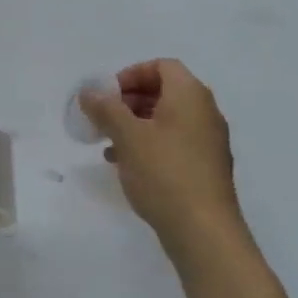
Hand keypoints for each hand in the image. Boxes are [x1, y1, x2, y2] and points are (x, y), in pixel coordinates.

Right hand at [81, 60, 246, 248]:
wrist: (203, 231)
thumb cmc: (164, 173)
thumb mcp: (127, 137)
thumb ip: (106, 109)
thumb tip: (89, 91)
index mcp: (190, 96)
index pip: (162, 66)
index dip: (131, 74)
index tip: (107, 95)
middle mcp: (205, 113)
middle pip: (165, 92)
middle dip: (130, 101)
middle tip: (103, 118)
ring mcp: (208, 142)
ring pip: (167, 120)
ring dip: (136, 125)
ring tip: (109, 143)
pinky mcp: (205, 168)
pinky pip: (174, 143)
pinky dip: (149, 145)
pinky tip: (126, 165)